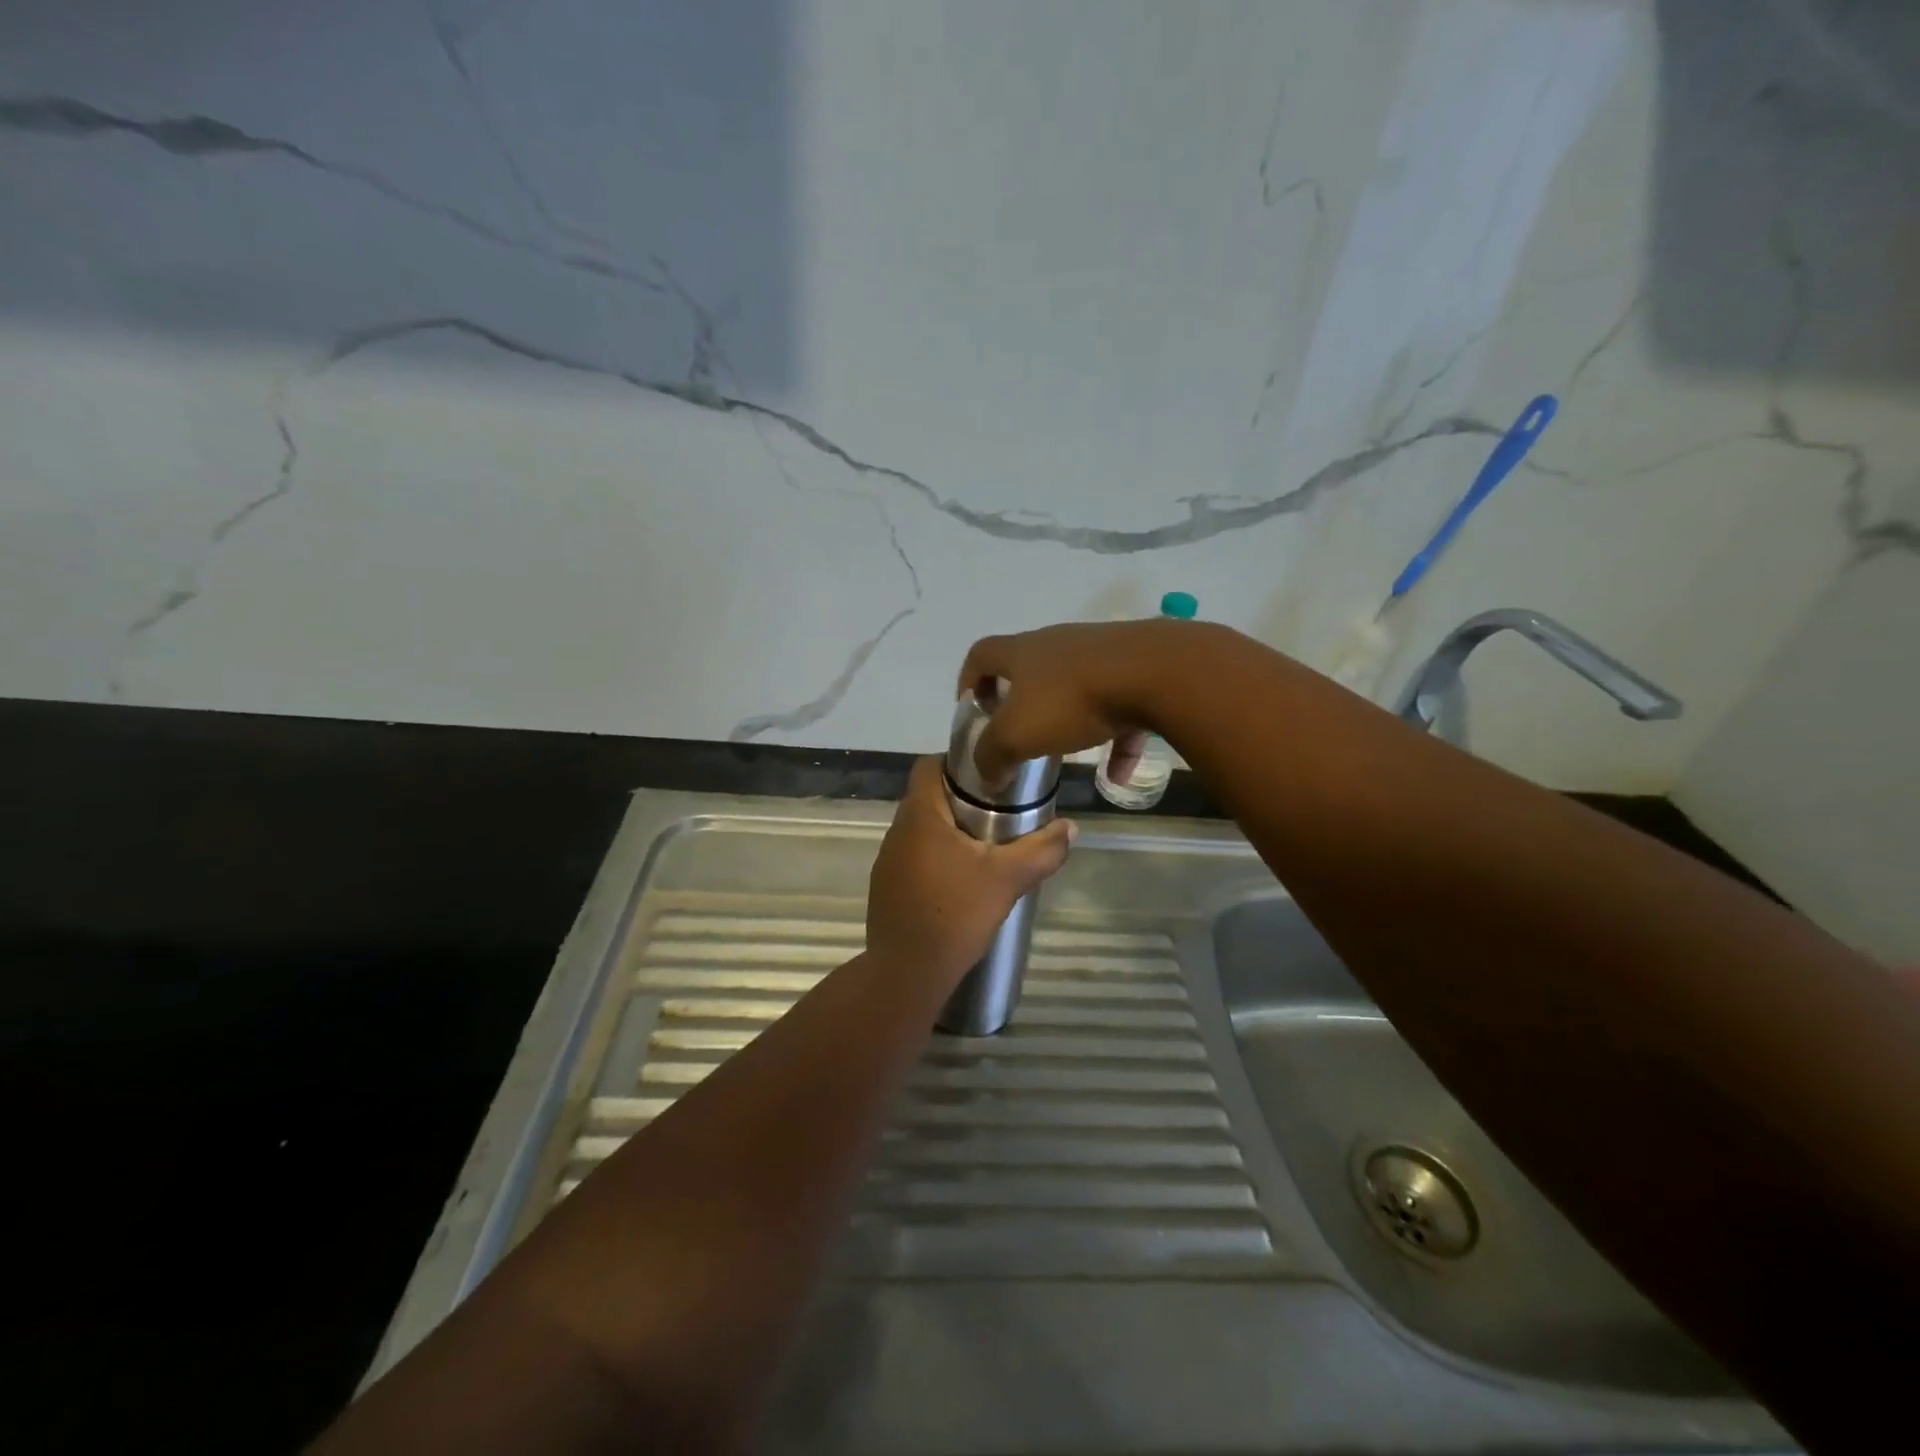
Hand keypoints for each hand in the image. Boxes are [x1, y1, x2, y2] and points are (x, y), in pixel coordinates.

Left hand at [868, 757, 1075, 989]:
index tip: (991, 776)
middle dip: (962, 800)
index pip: (929, 765)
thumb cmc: (956, 914)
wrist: (908, 973)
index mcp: (920, 815)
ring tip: (985, 847)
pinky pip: (914, 857)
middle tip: (1000, 812)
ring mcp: (887, 860)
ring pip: (922, 829)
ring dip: (950, 831)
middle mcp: (897, 830)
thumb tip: (1072, 827)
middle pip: (928, 797)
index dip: (958, 763)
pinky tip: (961, 882)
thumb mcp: (1008, 879)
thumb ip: (1042, 850)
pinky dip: (937, 858)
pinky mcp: (887, 887)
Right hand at [958, 618, 1205, 786]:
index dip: (969, 680)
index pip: (982, 654)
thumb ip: (992, 755)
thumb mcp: (1017, 735)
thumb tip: (986, 773)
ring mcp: (1100, 654)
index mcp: (1023, 653)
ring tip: (1066, 757)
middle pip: (1030, 669)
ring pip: (1075, 690)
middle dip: (1020, 703)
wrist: (1154, 673)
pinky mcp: (1137, 670)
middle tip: (1018, 735)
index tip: (972, 709)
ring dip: (1068, 723)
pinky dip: (1115, 740)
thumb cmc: (1071, 700)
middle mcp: (1058, 645)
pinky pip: (1119, 709)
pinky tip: (1118, 775)